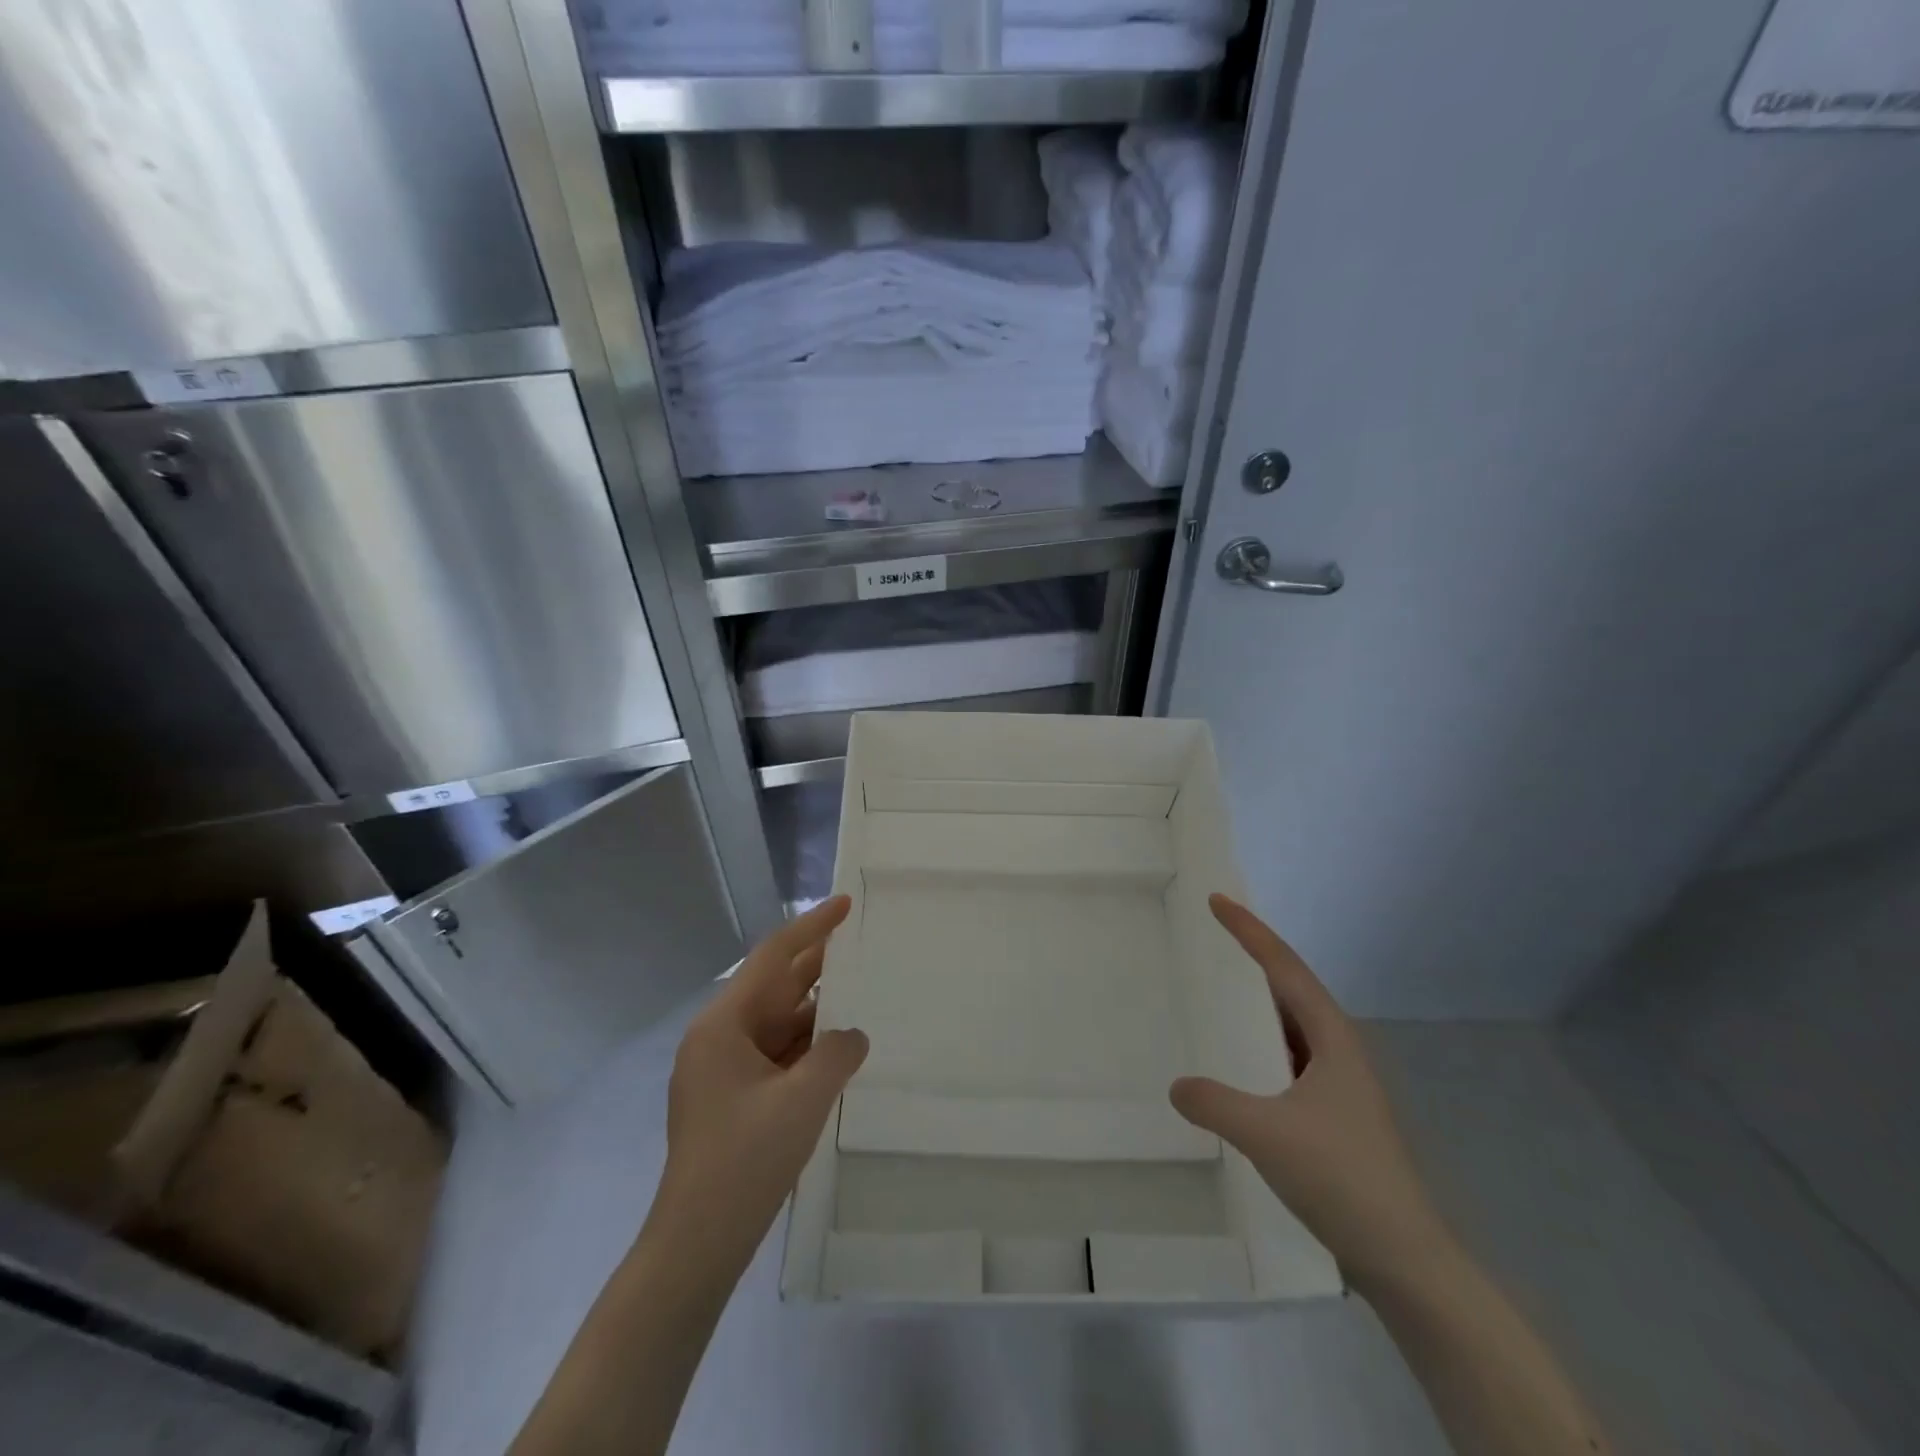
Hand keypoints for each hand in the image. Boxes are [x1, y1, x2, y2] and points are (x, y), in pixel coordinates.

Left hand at [646, 896, 867, 1273]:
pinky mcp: (733, 1098)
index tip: (845, 904)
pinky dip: (807, 1046)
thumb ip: (836, 1053)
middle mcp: (719, 1038)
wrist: (697, 1246)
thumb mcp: (802, 1100)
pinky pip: (776, 1054)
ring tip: (861, 995)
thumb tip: (852, 1035)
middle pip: (775, 988)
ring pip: (778, 1023)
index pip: (773, 959)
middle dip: (819, 967)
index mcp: (723, 1025)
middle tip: (863, 945)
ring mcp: (723, 1070)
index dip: (812, 927)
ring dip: (816, 1012)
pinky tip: (838, 1048)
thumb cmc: (744, 1162)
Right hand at [1169, 894, 1453, 1294]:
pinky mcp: (1335, 1115)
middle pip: (1293, 987)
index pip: (1284, 967)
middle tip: (1217, 934)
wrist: (1405, 1258)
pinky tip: (1243, 1065)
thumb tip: (1177, 1086)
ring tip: (1223, 991)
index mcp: (1332, 1038)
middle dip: (1256, 957)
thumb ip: (1214, 1102)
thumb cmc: (1341, 1177)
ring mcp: (1341, 1085)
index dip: (1250, 930)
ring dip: (1261, 1002)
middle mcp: (1340, 1051)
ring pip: (1294, 1026)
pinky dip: (1263, 1045)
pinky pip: (1290, 1059)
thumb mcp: (1266, 1133)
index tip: (1217, 900)